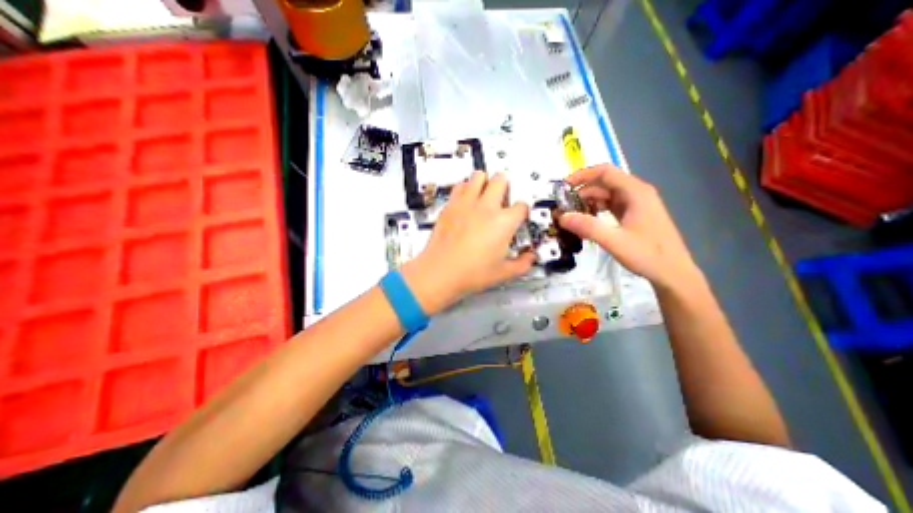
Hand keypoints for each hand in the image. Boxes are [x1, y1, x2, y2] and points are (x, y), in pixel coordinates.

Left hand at [400, 173, 536, 314]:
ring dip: (484, 182)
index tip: (519, 216)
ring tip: (484, 194)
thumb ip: (522, 264)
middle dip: (505, 186)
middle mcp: (486, 207)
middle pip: (501, 179)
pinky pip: (460, 186)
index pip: (521, 205)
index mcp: (504, 222)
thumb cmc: (472, 273)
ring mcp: (466, 203)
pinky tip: (466, 200)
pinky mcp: (450, 205)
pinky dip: (465, 188)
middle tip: (503, 198)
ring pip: (479, 176)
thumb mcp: (503, 273)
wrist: (440, 272)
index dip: (523, 210)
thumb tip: (530, 258)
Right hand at [561, 164, 700, 292]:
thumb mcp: (615, 241)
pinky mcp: (633, 215)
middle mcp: (636, 193)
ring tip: (570, 216)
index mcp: (635, 192)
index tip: (562, 188)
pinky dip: (595, 211)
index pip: (604, 172)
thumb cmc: (648, 255)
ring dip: (587, 203)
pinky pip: (610, 206)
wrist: (674, 273)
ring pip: (606, 196)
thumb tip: (561, 217)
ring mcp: (636, 204)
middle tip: (562, 208)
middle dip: (581, 193)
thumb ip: (588, 227)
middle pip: (603, 184)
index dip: (581, 176)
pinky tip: (585, 223)